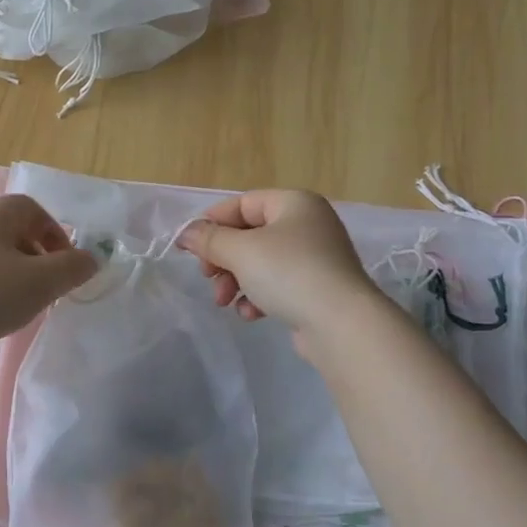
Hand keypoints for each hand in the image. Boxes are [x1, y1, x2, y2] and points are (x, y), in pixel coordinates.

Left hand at [0, 195, 98, 352]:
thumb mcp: (41, 283)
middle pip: (9, 229)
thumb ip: (73, 268)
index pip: (32, 208)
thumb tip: (90, 259)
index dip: (55, 232)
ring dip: (11, 271)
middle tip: (46, 284)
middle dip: (35, 254)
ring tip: (19, 301)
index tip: (64, 263)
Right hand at [177, 189, 379, 340]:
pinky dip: (259, 296)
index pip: (242, 204)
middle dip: (223, 260)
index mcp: (294, 203)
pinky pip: (277, 285)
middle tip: (208, 278)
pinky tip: (252, 314)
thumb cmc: (288, 274)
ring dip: (236, 281)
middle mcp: (308, 224)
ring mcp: (315, 258)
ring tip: (225, 302)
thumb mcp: (240, 251)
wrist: (340, 323)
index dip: (212, 223)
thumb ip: (209, 239)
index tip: (191, 249)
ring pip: (260, 262)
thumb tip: (186, 233)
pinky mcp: (317, 288)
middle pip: (249, 235)